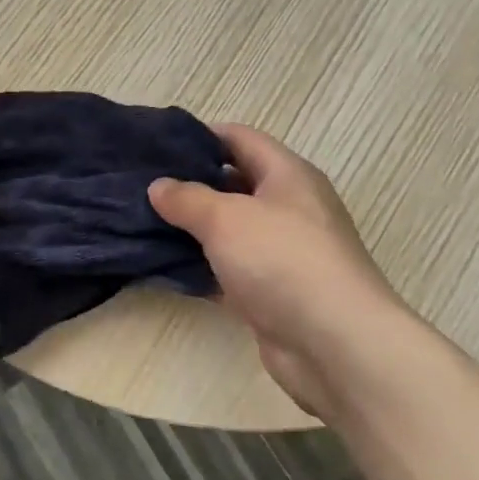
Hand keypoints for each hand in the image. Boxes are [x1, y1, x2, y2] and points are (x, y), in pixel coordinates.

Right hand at [150, 125, 415, 418]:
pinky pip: (230, 270)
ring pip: (230, 231)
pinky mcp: (274, 293)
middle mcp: (290, 208)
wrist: (334, 344)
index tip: (158, 145)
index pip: (241, 138)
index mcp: (288, 175)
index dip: (201, 136)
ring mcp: (283, 253)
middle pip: (235, 184)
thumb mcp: (226, 218)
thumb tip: (159, 186)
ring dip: (193, 229)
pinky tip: (165, 269)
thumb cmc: (282, 260)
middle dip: (191, 184)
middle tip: (143, 186)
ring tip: (144, 224)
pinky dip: (202, 269)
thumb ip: (187, 198)